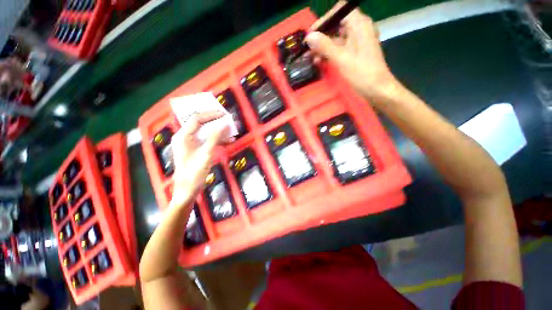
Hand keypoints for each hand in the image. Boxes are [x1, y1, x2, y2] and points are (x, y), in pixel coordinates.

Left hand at [169, 111, 230, 207]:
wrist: (188, 190)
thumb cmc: (194, 172)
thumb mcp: (206, 154)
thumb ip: (215, 137)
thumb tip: (225, 124)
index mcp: (183, 136)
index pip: (197, 119)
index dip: (211, 114)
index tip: (224, 114)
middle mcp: (185, 137)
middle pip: (201, 124)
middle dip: (215, 122)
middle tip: (228, 120)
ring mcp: (190, 144)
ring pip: (205, 132)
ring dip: (218, 132)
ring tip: (231, 132)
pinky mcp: (196, 150)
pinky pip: (207, 141)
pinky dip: (217, 140)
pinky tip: (227, 141)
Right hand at [305, 2, 399, 100]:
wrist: (376, 89)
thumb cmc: (361, 73)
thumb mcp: (341, 58)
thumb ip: (324, 46)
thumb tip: (309, 37)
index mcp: (359, 24)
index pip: (339, 12)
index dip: (324, 21)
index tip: (311, 34)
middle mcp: (359, 29)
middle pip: (336, 26)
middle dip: (321, 37)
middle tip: (308, 49)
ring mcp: (357, 42)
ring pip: (336, 39)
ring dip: (323, 48)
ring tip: (311, 58)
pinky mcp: (354, 53)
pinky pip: (339, 49)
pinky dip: (329, 54)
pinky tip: (319, 62)